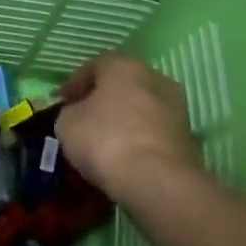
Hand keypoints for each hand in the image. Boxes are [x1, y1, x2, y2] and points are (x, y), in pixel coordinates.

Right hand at [54, 52, 199, 201]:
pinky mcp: (186, 137)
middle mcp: (154, 78)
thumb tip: (76, 114)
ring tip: (102, 140)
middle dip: (101, 100)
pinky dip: (137, 139)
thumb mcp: (67, 123)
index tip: (59, 102)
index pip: (93, 66)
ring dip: (122, 120)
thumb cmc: (105, 139)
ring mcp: (175, 107)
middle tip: (81, 118)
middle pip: (121, 85)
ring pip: (139, 108)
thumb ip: (69, 112)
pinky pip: (151, 131)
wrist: (156, 179)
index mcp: (124, 66)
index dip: (72, 85)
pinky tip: (122, 155)